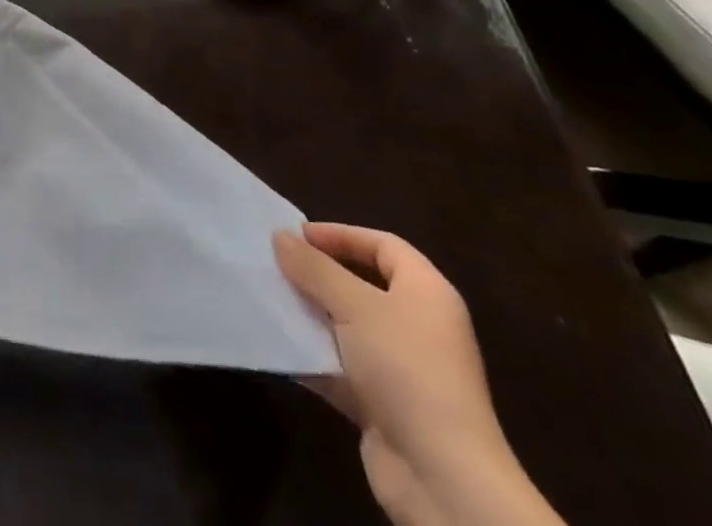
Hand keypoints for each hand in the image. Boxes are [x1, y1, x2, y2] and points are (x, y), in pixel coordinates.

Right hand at [275, 222, 560, 525]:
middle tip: (276, 263)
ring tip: (268, 298)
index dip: (341, 234)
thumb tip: (280, 236)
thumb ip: (314, 268)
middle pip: (363, 284)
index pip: (384, 245)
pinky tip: (278, 345)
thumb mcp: (354, 305)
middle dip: (318, 274)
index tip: (297, 234)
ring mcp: (402, 368)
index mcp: (427, 294)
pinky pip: (340, 366)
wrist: (442, 477)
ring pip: (347, 326)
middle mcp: (419, 326)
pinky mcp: (383, 403)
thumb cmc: (405, 369)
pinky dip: (312, 356)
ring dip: (310, 314)